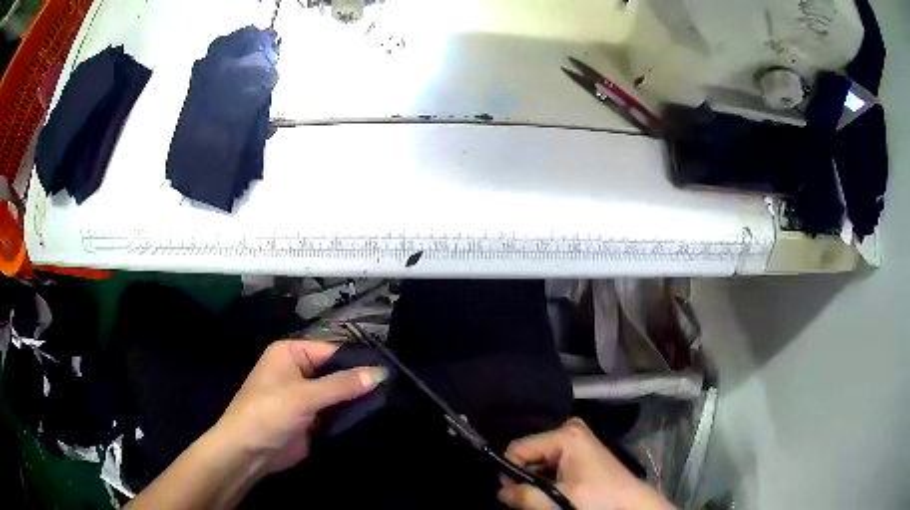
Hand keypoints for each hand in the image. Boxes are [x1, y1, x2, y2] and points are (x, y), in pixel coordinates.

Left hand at [212, 340, 386, 475]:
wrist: (249, 452)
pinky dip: (351, 416)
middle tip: (395, 389)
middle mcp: (298, 371)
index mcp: (291, 353)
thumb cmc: (269, 413)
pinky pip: (335, 413)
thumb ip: (342, 385)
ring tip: (393, 402)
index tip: (390, 371)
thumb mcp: (305, 396)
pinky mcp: (311, 419)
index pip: (332, 351)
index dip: (358, 361)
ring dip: (357, 401)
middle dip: (360, 382)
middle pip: (336, 373)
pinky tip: (376, 417)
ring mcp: (305, 397)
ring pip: (338, 394)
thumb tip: (381, 372)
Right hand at [498, 418, 674, 509]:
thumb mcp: (557, 499)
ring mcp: (576, 439)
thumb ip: (524, 496)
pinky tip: (555, 491)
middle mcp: (570, 428)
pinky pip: (550, 462)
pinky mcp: (580, 451)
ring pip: (537, 460)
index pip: (517, 448)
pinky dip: (546, 479)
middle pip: (528, 453)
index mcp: (565, 433)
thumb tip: (500, 492)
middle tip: (529, 499)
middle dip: (524, 477)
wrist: (631, 505)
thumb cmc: (598, 499)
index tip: (514, 495)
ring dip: (535, 480)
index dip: (510, 473)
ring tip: (545, 497)